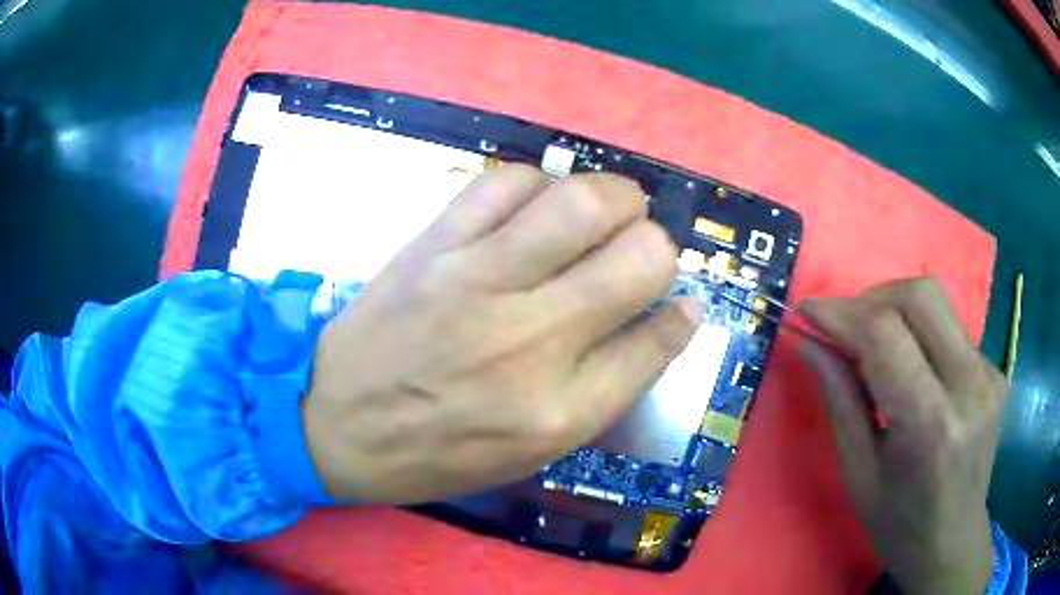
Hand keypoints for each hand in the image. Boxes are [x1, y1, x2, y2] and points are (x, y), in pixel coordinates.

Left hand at [303, 165, 702, 504]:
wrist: (334, 423)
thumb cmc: (437, 452)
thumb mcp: (533, 451)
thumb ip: (606, 389)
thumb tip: (668, 320)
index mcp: (562, 410)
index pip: (661, 337)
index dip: (682, 313)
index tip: (681, 302)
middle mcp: (533, 341)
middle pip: (643, 256)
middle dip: (658, 246)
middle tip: (641, 250)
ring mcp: (478, 282)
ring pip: (582, 202)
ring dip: (615, 198)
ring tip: (607, 210)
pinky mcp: (433, 245)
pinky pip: (505, 182)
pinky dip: (539, 184)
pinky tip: (537, 204)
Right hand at [799, 278, 1007, 594]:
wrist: (953, 541)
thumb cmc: (898, 524)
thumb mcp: (858, 474)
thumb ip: (839, 399)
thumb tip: (808, 343)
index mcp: (930, 424)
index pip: (886, 334)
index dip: (842, 313)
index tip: (808, 310)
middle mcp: (968, 385)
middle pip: (920, 296)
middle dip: (872, 298)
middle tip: (845, 326)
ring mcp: (989, 373)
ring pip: (937, 302)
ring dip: (895, 309)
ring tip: (872, 343)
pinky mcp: (995, 369)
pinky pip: (950, 327)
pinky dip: (919, 331)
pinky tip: (909, 365)